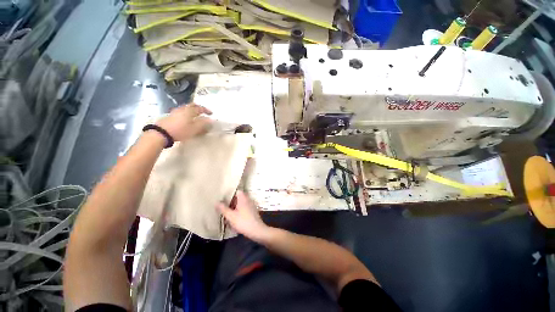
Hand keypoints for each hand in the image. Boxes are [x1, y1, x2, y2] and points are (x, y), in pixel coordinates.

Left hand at [156, 104, 211, 141]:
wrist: (162, 133)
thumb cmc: (181, 130)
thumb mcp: (194, 129)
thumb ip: (203, 124)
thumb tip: (211, 120)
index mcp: (190, 111)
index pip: (200, 108)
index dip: (206, 110)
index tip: (211, 113)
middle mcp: (183, 109)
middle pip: (192, 105)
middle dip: (198, 107)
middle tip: (203, 111)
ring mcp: (176, 111)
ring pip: (186, 108)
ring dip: (192, 110)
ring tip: (195, 115)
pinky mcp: (171, 115)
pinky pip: (182, 111)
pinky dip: (187, 113)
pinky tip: (187, 118)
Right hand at [217, 191, 268, 241]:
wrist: (257, 230)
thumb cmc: (243, 222)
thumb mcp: (231, 216)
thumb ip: (223, 209)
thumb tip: (217, 202)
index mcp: (243, 198)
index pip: (237, 191)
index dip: (230, 192)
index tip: (223, 196)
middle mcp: (248, 200)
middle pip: (238, 197)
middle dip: (230, 201)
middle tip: (222, 205)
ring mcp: (251, 205)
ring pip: (240, 204)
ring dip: (234, 207)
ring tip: (226, 212)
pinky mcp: (252, 212)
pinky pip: (243, 209)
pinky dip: (238, 211)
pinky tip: (233, 218)